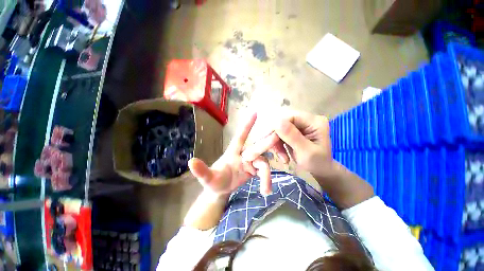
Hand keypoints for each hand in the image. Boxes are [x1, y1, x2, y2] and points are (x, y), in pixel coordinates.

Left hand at [188, 112, 277, 196]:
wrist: (221, 190)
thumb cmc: (214, 181)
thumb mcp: (208, 178)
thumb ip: (202, 171)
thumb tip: (191, 161)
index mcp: (233, 152)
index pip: (240, 136)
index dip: (247, 125)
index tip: (255, 112)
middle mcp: (244, 154)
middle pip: (257, 147)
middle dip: (267, 142)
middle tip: (277, 137)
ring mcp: (250, 162)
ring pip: (263, 162)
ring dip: (266, 175)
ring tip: (266, 189)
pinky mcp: (255, 170)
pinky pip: (264, 172)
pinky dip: (266, 179)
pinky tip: (266, 190)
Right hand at [242, 110, 333, 177]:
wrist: (321, 170)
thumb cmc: (317, 163)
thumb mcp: (306, 152)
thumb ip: (293, 137)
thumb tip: (276, 121)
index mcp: (315, 122)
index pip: (290, 117)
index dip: (277, 126)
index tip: (269, 139)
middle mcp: (307, 119)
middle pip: (283, 122)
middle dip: (276, 137)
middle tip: (274, 150)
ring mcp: (301, 125)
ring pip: (280, 129)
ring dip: (277, 143)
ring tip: (282, 157)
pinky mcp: (295, 131)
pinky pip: (281, 134)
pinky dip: (278, 145)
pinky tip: (283, 155)